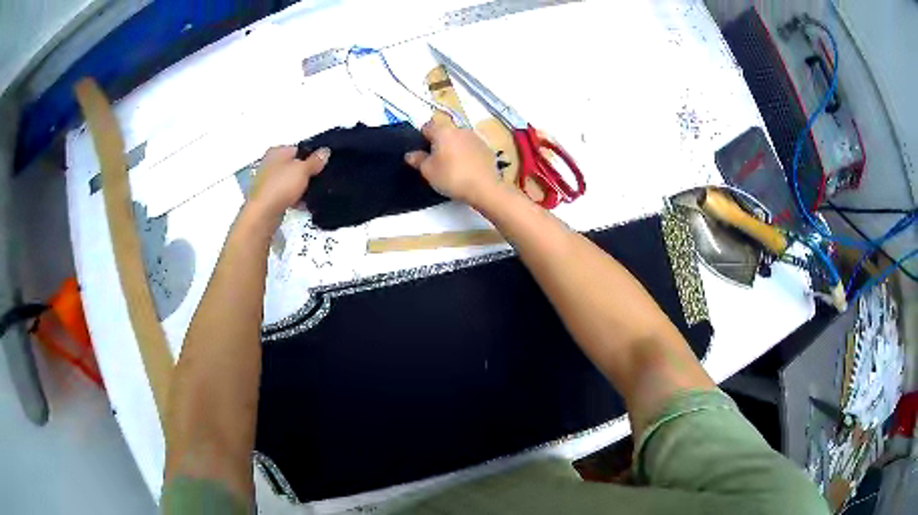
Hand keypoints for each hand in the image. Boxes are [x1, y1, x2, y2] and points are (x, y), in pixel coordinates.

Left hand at [247, 145, 328, 219]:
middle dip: (305, 173)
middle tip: (318, 179)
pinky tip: (302, 204)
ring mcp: (267, 181)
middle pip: (293, 165)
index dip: (311, 156)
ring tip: (312, 193)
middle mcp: (269, 163)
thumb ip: (315, 160)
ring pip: (289, 181)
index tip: (321, 165)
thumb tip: (325, 151)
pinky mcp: (267, 197)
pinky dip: (293, 198)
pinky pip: (284, 194)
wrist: (263, 213)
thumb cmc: (281, 185)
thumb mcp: (303, 170)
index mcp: (276, 151)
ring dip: (300, 187)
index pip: (298, 149)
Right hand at [405, 118, 499, 206]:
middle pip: (444, 132)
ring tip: (453, 166)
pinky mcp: (487, 148)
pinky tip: (467, 169)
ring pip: (459, 139)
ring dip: (454, 148)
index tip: (422, 152)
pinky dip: (467, 154)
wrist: (484, 188)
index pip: (427, 127)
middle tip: (436, 162)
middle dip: (439, 143)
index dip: (422, 138)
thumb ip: (417, 160)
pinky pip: (471, 147)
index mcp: (443, 131)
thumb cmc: (452, 177)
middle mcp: (460, 129)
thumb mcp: (428, 171)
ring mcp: (476, 137)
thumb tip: (410, 154)